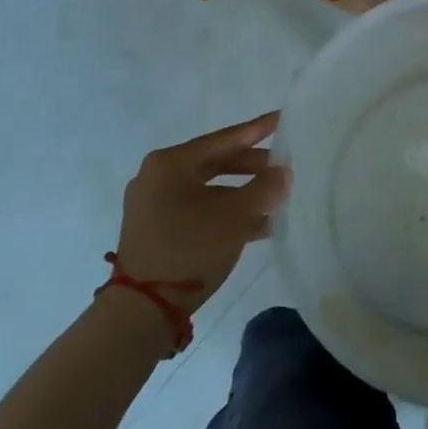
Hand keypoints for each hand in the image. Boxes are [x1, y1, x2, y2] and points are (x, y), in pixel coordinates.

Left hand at [112, 113, 290, 316]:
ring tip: (276, 199)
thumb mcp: (236, 216)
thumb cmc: (189, 249)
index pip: (224, 138)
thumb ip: (265, 188)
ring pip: (210, 188)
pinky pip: (199, 209)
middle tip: (284, 167)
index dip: (257, 129)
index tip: (282, 119)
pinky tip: (258, 225)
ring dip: (243, 193)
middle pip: (216, 162)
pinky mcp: (156, 229)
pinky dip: (226, 212)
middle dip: (252, 166)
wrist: (143, 310)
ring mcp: (154, 205)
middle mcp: (158, 176)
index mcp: (170, 163)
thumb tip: (284, 172)